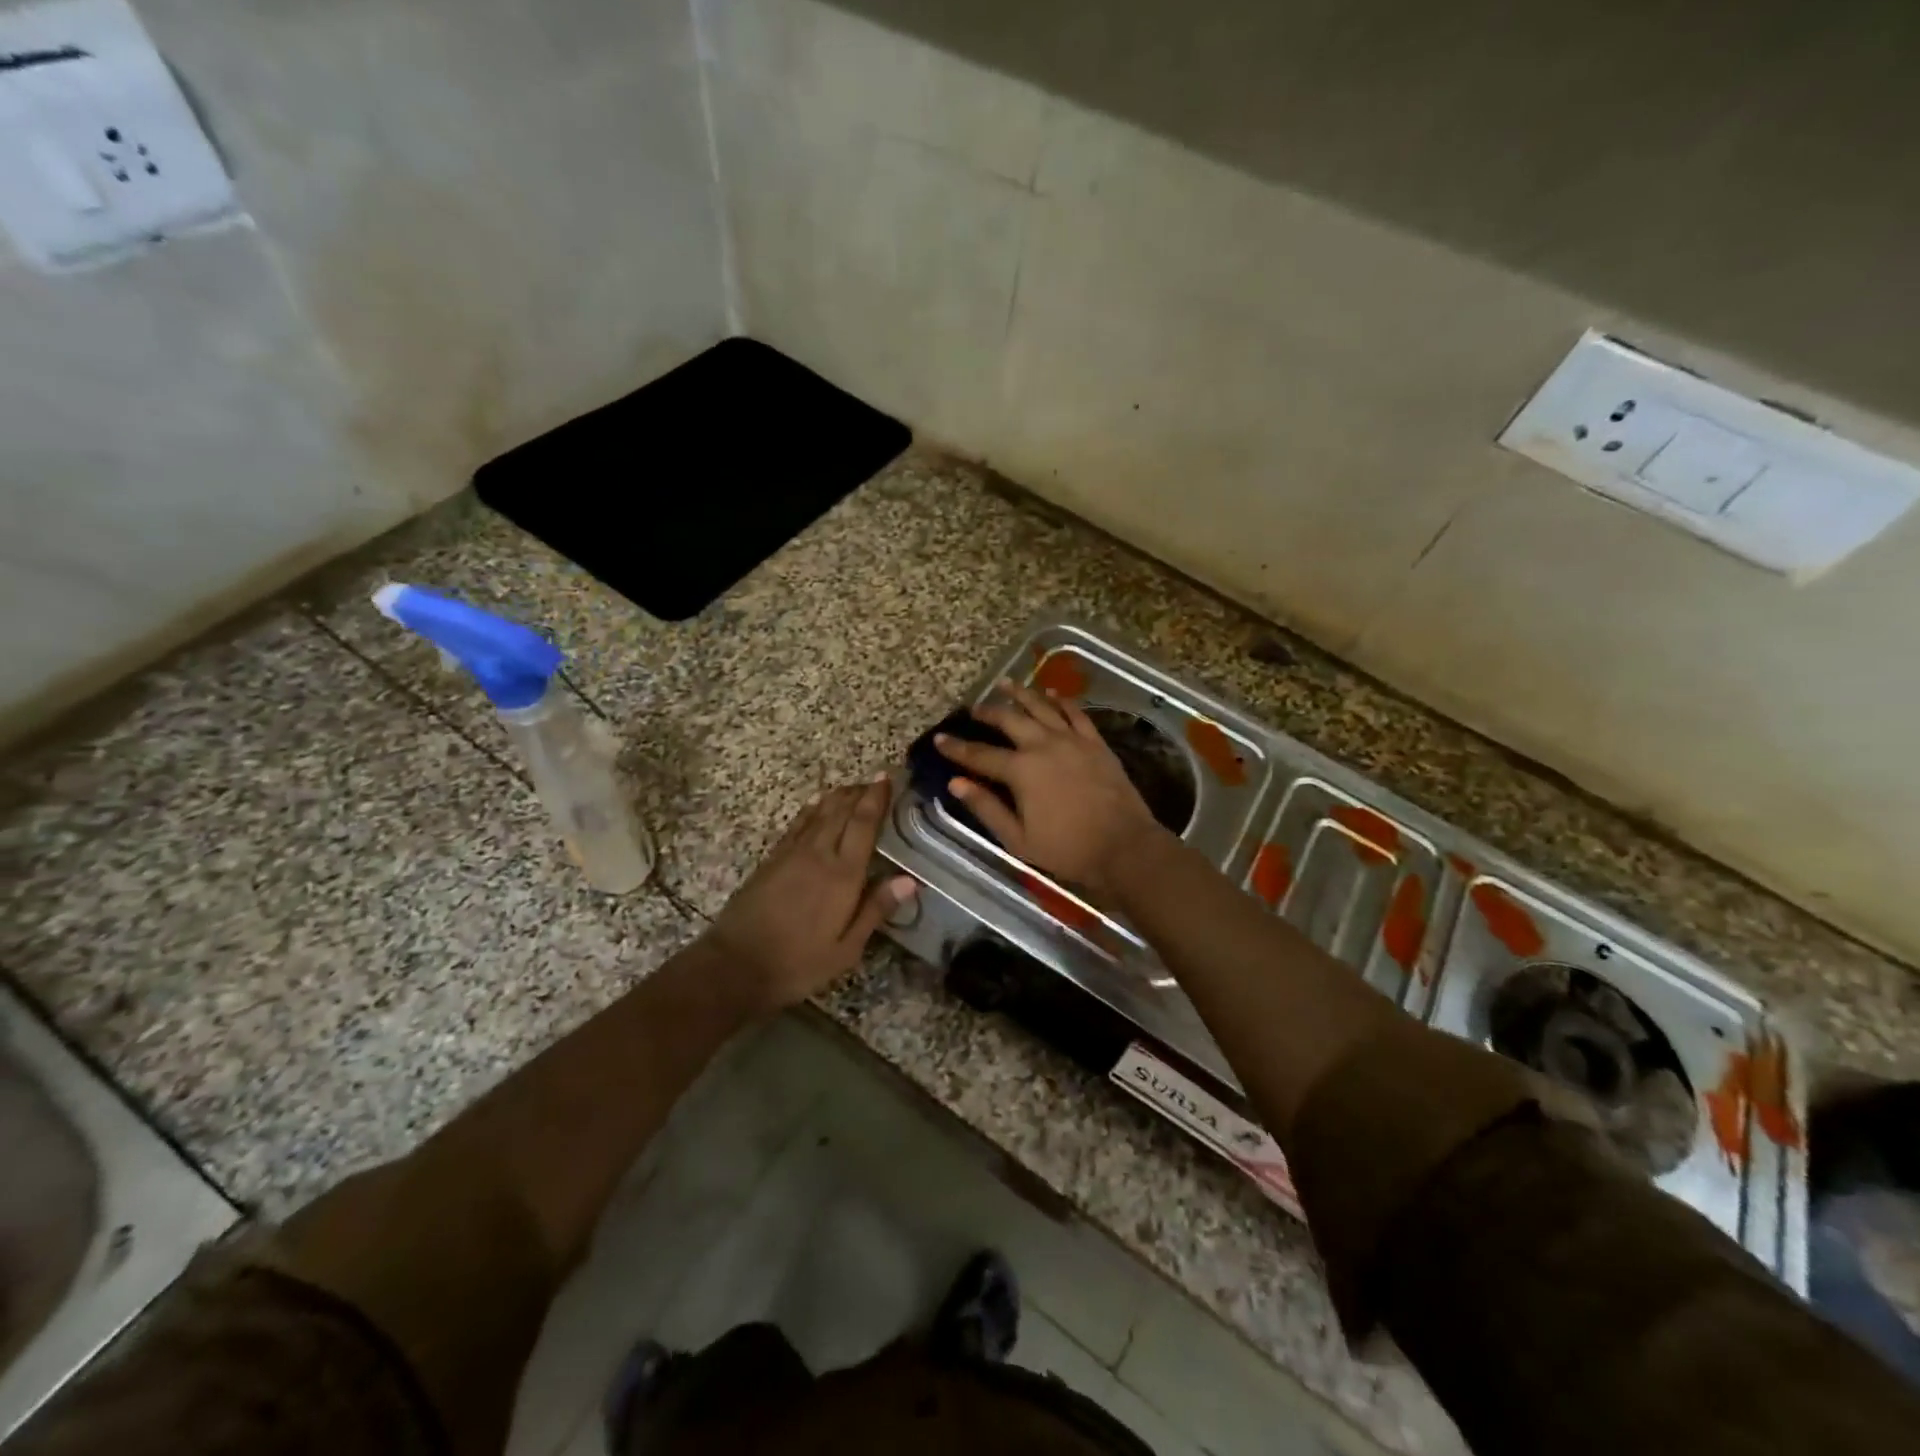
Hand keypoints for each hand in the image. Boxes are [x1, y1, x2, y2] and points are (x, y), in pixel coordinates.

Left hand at [704, 776, 917, 1012]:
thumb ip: (876, 909)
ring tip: (853, 786)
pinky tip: (817, 805)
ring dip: (838, 796)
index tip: (887, 778)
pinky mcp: (772, 859)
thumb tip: (910, 880)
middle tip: (876, 779)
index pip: (863, 824)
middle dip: (860, 792)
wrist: (736, 965)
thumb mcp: (846, 948)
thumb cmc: (799, 962)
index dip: (876, 798)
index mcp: (842, 874)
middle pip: (841, 811)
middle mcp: (818, 854)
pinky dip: (812, 809)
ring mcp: (791, 854)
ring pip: (819, 813)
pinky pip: (797, 824)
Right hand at [936, 681, 1164, 894]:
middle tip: (974, 708)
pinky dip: (1061, 700)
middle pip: (1009, 720)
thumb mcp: (1018, 839)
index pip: (980, 755)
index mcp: (1021, 771)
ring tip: (1006, 684)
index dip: (957, 747)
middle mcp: (1043, 746)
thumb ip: (986, 808)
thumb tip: (955, 784)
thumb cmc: (1067, 849)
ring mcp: (1072, 740)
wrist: (1124, 846)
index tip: (939, 738)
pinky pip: (1075, 713)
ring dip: (1021, 694)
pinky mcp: (1095, 742)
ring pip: (1042, 707)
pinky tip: (1052, 693)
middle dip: (988, 712)